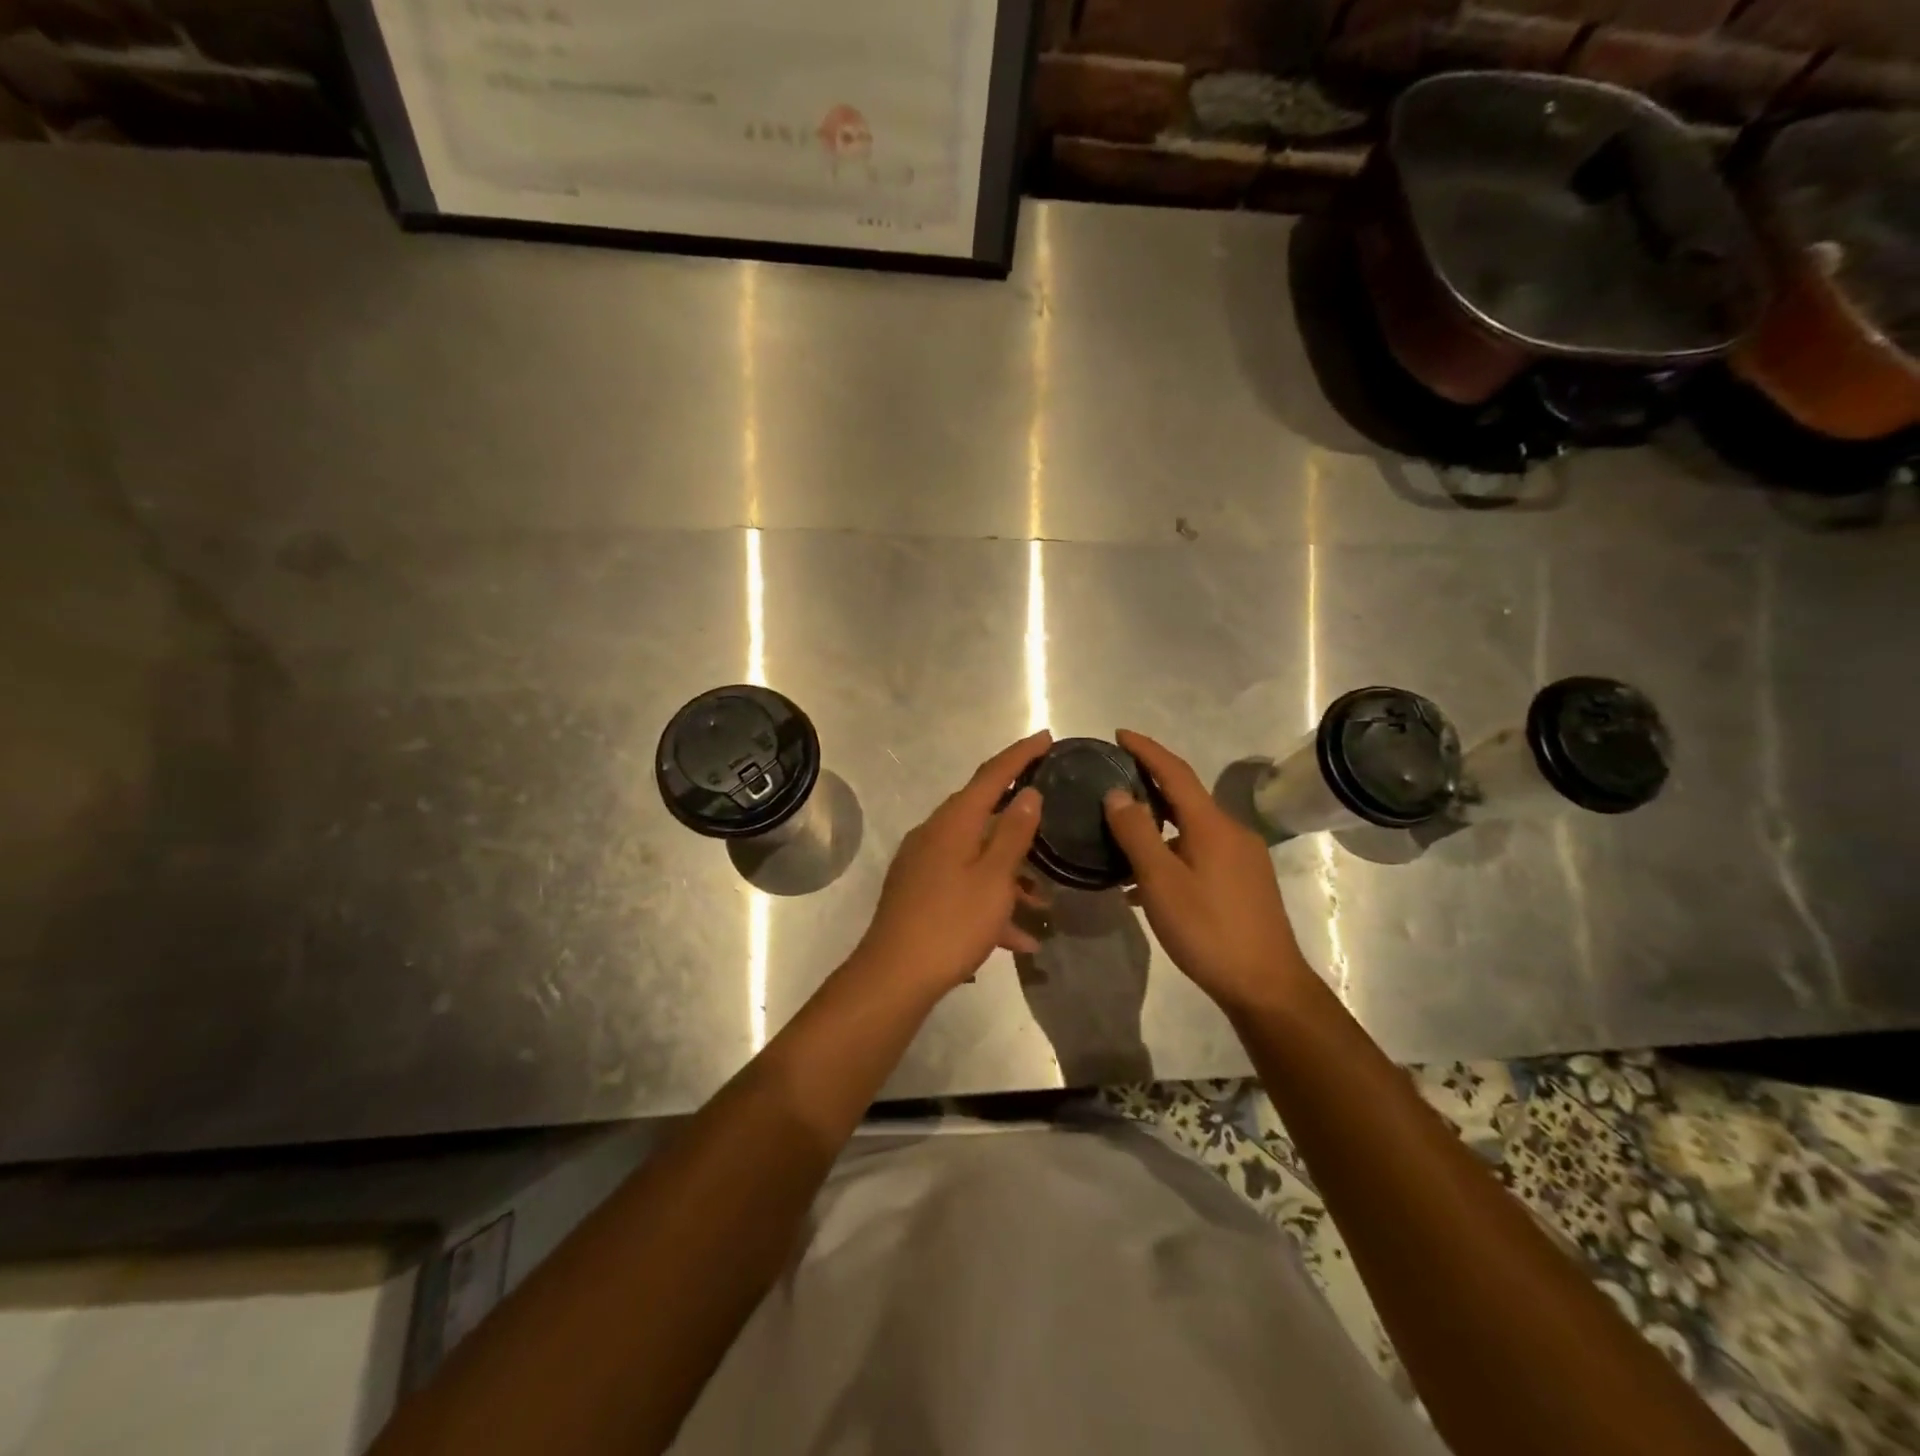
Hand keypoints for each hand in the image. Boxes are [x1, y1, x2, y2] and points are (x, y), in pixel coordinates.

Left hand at [851, 731, 1050, 998]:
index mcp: (954, 822)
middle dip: (1019, 814)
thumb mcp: (994, 879)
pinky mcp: (919, 891)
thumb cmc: (951, 923)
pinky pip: (964, 884)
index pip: (992, 775)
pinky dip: (991, 901)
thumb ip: (1013, 833)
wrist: (894, 975)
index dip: (1020, 755)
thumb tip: (1028, 793)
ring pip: (976, 854)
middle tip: (1051, 807)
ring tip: (1044, 900)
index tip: (1046, 738)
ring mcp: (924, 863)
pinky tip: (1020, 939)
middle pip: (982, 811)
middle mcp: (935, 833)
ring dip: (1010, 873)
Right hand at [1102, 729, 1313, 1015]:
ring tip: (1121, 834)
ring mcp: (1242, 857)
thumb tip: (1117, 793)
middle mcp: (1232, 831)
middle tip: (1113, 781)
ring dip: (1158, 824)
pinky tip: (1148, 879)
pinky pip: (1200, 850)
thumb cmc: (1208, 930)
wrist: (1266, 985)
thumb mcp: (1161, 882)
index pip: (1175, 772)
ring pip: (1191, 827)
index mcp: (1212, 824)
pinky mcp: (1244, 881)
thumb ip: (1136, 834)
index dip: (1147, 749)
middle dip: (1150, 784)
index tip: (1119, 734)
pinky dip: (1172, 851)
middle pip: (1185, 796)